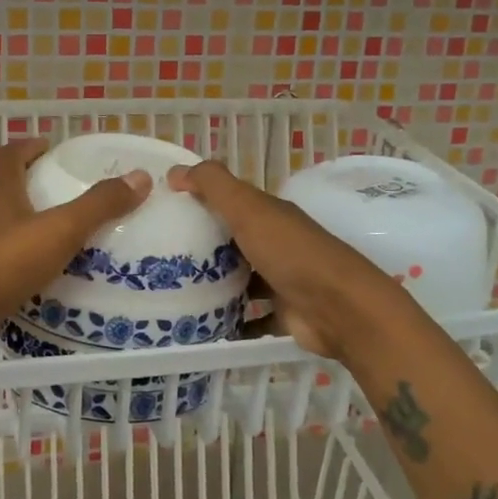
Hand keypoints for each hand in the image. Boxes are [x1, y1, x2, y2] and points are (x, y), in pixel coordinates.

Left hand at [0, 140, 150, 357]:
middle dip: (21, 176)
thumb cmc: (2, 263)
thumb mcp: (59, 231)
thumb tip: (140, 177)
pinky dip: (13, 249)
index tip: (49, 146)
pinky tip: (33, 265)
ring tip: (48, 224)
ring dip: (15, 213)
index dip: (29, 146)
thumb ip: (99, 205)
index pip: (10, 154)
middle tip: (50, 182)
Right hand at [167, 161, 404, 361]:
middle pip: (232, 241)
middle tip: (158, 257)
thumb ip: (214, 185)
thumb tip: (174, 171)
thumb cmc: (290, 252)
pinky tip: (201, 328)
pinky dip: (230, 323)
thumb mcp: (248, 208)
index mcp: (268, 214)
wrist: (339, 308)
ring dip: (214, 285)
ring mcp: (280, 280)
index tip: (162, 212)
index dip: (199, 201)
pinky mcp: (283, 314)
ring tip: (173, 292)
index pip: (229, 201)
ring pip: (241, 279)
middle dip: (201, 247)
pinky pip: (250, 318)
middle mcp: (275, 243)